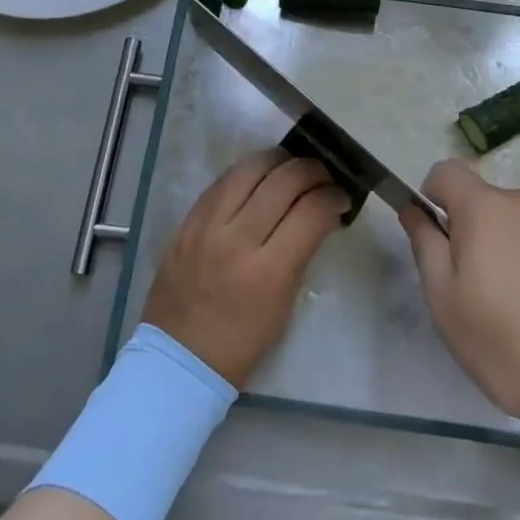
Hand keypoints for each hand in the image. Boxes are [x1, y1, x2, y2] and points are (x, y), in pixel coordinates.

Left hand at [143, 147, 349, 387]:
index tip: (341, 197)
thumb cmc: (241, 344)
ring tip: (292, 167)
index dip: (333, 197)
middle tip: (323, 177)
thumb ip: (300, 254)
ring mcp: (207, 225)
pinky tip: (261, 175)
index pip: (311, 212)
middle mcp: (237, 239)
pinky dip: (248, 171)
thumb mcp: (284, 305)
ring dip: (279, 160)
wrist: (178, 359)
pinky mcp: (188, 220)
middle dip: (312, 171)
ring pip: (250, 168)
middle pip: (284, 181)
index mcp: (268, 272)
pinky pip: (222, 180)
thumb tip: (318, 214)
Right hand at [400, 160, 519, 446]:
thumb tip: (414, 209)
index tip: (439, 239)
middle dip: (480, 237)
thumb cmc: (514, 346)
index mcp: (486, 209)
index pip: (447, 172)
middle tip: (485, 296)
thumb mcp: (448, 305)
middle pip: (489, 205)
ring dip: (518, 252)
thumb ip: (426, 247)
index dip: (434, 197)